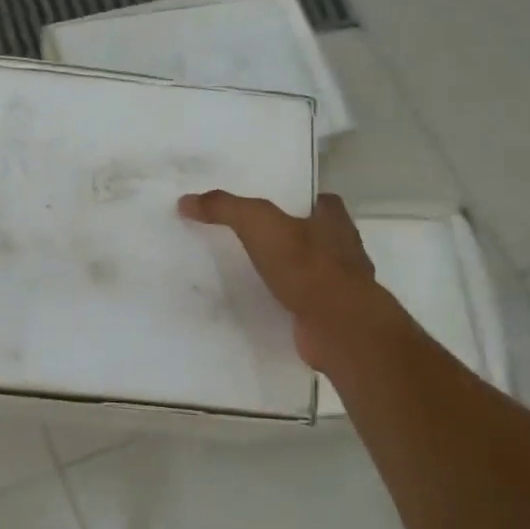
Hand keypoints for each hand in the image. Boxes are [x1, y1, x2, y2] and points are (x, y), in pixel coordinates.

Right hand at [178, 189, 393, 369]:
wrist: (337, 327)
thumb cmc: (306, 267)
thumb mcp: (258, 224)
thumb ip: (225, 208)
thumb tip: (186, 201)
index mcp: (334, 219)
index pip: (316, 201)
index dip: (293, 201)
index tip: (263, 206)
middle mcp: (343, 248)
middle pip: (311, 234)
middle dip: (286, 237)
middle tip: (246, 238)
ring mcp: (340, 285)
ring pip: (307, 270)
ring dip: (285, 272)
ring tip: (247, 273)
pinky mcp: (330, 315)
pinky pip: (302, 302)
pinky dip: (285, 302)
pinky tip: (261, 305)